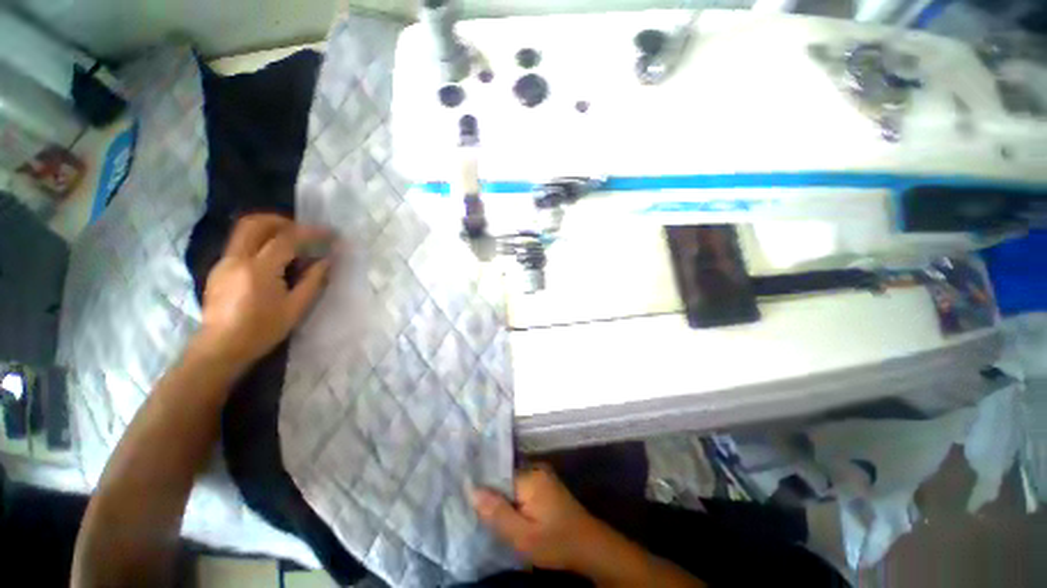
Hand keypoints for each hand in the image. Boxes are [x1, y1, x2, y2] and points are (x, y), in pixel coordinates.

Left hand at [197, 214, 332, 367]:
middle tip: (303, 231)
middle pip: (256, 223)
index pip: (287, 239)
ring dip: (270, 229)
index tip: (331, 234)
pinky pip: (240, 244)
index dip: (311, 232)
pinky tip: (273, 260)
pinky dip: (260, 242)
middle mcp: (237, 259)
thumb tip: (328, 260)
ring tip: (291, 243)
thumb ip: (314, 280)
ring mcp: (224, 262)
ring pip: (244, 230)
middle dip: (282, 221)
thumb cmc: (262, 330)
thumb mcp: (296, 308)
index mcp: (259, 269)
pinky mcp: (219, 269)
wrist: (221, 347)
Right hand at [472, 465, 605, 572]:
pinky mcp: (545, 486)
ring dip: (503, 500)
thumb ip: (496, 513)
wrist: (589, 547)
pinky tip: (508, 515)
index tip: (466, 500)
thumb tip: (471, 490)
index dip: (483, 489)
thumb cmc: (556, 542)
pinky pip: (521, 488)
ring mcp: (542, 476)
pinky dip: (513, 501)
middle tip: (477, 514)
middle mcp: (535, 469)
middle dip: (492, 495)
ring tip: (489, 516)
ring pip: (512, 485)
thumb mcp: (523, 536)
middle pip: (504, 478)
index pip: (497, 475)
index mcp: (530, 476)